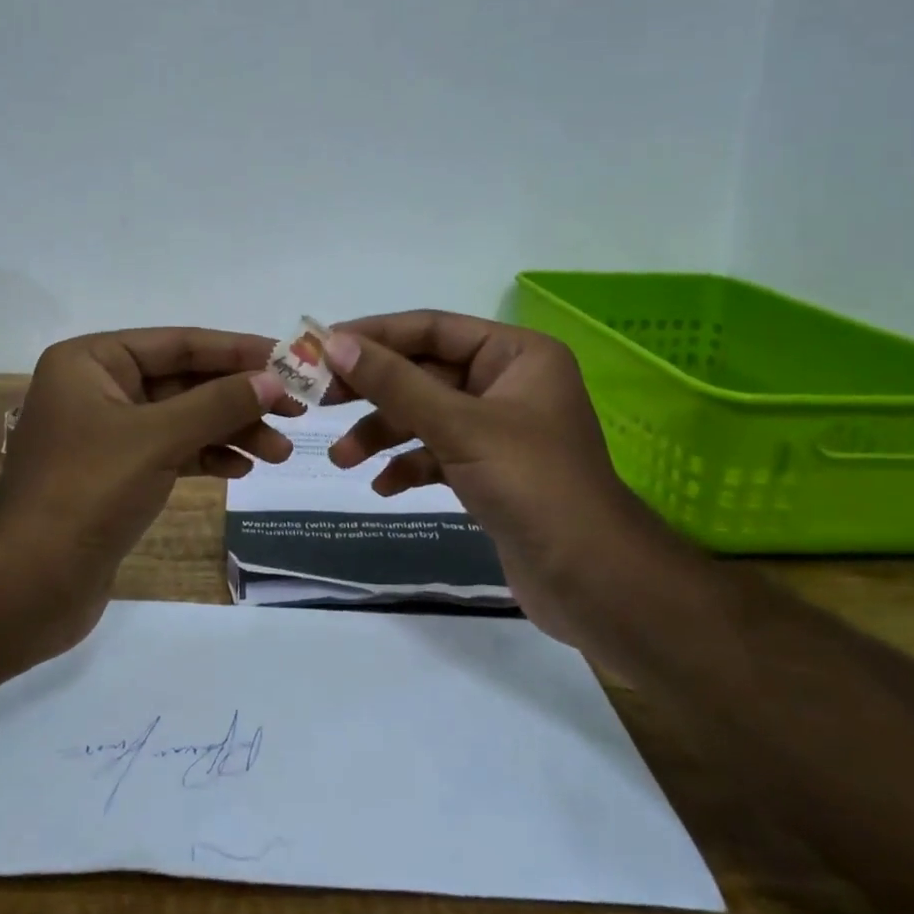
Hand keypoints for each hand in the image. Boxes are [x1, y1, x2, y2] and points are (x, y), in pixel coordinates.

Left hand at [0, 327, 294, 589]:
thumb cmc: (86, 492)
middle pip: (184, 380)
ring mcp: (107, 433)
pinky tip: (241, 469)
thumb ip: (218, 403)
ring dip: (231, 431)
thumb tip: (273, 380)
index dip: (236, 351)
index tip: (288, 359)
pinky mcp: (117, 474)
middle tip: (296, 411)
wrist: (26, 586)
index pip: (178, 343)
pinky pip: (172, 451)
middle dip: (239, 397)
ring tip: (279, 452)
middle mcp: (97, 388)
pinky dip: (207, 456)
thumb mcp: (157, 438)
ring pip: (183, 418)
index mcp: (91, 361)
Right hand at [322, 311, 674, 646]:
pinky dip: (408, 465)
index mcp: (516, 354)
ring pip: (425, 415)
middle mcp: (507, 382)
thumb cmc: (533, 486)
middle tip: (318, 399)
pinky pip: (437, 452)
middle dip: (373, 390)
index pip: (431, 328)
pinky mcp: (490, 470)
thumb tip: (334, 343)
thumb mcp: (458, 426)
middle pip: (423, 372)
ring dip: (382, 433)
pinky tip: (383, 487)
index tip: (320, 348)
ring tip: (342, 459)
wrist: (595, 584)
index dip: (374, 336)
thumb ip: (395, 383)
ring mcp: (498, 428)